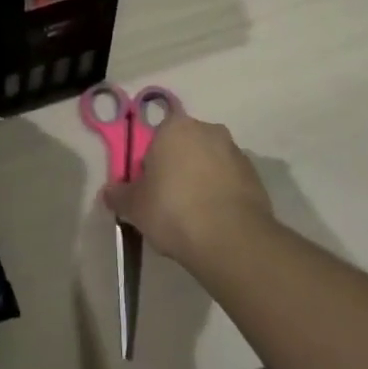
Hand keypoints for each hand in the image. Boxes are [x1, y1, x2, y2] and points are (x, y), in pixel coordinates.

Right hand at [102, 110, 274, 268]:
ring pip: (209, 165)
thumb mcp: (134, 206)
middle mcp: (208, 130)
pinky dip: (221, 197)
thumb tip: (110, 193)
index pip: (155, 137)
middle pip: (185, 148)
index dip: (149, 163)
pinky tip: (214, 224)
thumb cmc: (173, 211)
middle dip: (177, 169)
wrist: (232, 241)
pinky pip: (230, 184)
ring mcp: (237, 153)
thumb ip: (119, 195)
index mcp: (175, 127)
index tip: (147, 188)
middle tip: (167, 203)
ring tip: (193, 218)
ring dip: (201, 182)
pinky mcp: (257, 179)